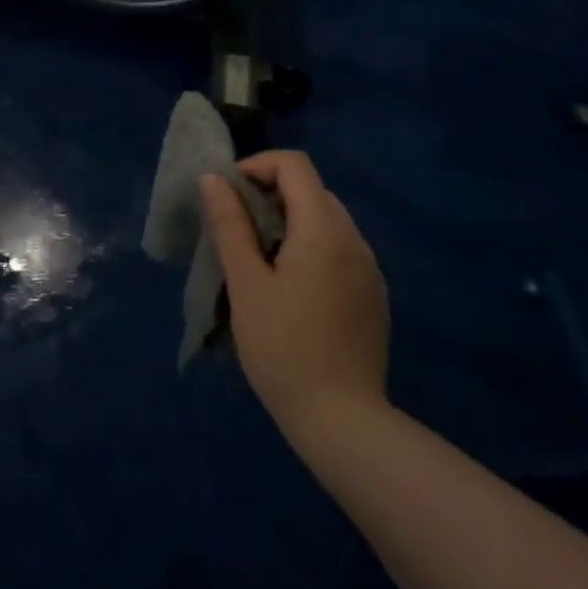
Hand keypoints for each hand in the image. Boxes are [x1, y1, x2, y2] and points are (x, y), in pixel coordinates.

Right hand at [202, 151, 390, 436]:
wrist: (343, 423)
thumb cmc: (283, 348)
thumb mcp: (245, 283)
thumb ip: (230, 224)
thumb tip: (213, 178)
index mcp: (323, 229)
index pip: (294, 164)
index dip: (257, 166)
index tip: (229, 195)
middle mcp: (354, 238)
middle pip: (311, 189)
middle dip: (270, 193)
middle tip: (238, 226)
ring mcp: (369, 268)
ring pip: (327, 218)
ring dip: (291, 220)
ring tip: (260, 257)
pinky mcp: (374, 295)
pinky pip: (340, 248)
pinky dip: (311, 245)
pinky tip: (292, 286)